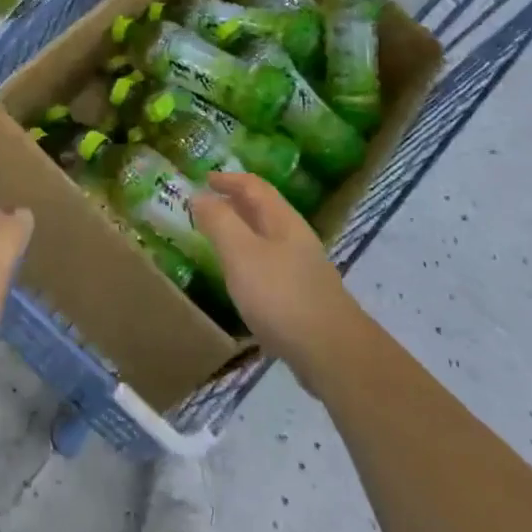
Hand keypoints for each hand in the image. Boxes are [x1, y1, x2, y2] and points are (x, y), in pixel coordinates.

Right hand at [192, 173, 368, 384]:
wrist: (331, 352)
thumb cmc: (281, 295)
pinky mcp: (302, 297)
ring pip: (267, 238)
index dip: (229, 179)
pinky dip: (249, 259)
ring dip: (242, 231)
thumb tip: (200, 195)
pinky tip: (240, 279)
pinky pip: (270, 265)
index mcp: (282, 220)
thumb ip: (219, 222)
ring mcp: (302, 268)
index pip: (254, 186)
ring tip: (217, 239)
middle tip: (206, 206)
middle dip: (235, 202)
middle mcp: (295, 238)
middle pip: (263, 210)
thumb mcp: (241, 253)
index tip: (204, 179)